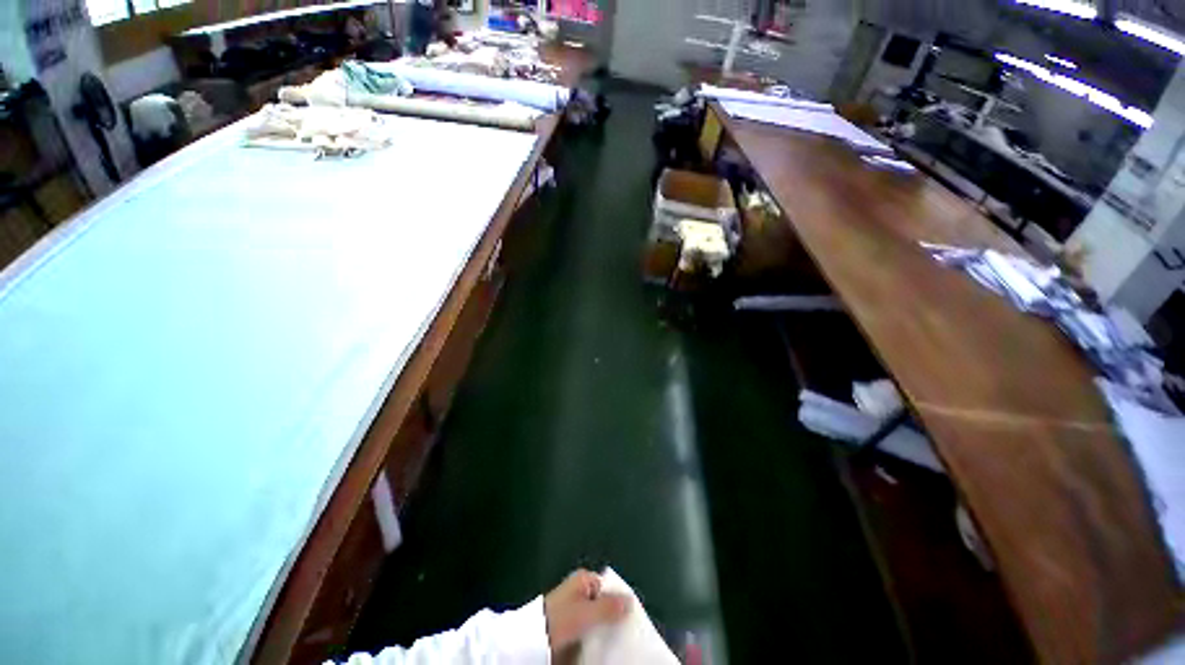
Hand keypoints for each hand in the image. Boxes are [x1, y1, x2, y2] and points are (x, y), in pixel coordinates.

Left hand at [543, 569, 630, 654]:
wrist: (531, 642)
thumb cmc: (559, 619)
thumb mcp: (586, 612)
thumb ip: (609, 606)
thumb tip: (631, 600)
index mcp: (584, 579)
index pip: (610, 588)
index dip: (621, 602)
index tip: (633, 619)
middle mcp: (580, 592)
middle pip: (604, 605)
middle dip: (614, 620)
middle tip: (627, 635)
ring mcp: (574, 611)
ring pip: (597, 621)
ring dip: (604, 633)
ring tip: (618, 645)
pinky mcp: (569, 628)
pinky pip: (588, 633)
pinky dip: (595, 640)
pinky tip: (602, 650)